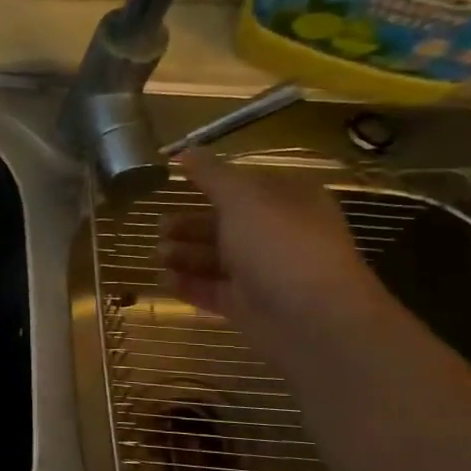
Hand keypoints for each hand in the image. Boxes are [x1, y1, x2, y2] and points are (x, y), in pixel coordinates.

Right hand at [157, 148, 390, 367]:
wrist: (311, 320)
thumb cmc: (280, 246)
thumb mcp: (243, 199)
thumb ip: (212, 175)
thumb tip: (185, 150)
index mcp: (287, 201)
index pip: (246, 184)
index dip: (212, 181)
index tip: (175, 181)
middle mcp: (277, 234)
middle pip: (226, 223)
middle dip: (190, 224)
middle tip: (159, 227)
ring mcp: (263, 272)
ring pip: (216, 258)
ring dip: (185, 254)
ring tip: (158, 255)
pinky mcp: (248, 306)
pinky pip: (212, 290)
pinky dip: (188, 285)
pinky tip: (164, 280)